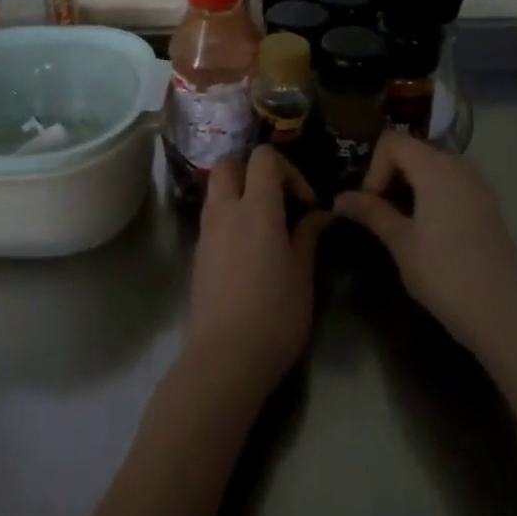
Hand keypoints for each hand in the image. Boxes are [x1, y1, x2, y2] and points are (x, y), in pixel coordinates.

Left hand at [185, 146, 325, 398]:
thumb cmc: (274, 314)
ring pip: (217, 190)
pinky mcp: (198, 254)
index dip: (289, 170)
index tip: (306, 202)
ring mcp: (206, 232)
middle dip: (254, 172)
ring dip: (240, 194)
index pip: (264, 158)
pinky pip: (213, 218)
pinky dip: (231, 218)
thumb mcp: (302, 274)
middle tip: (278, 200)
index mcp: (256, 208)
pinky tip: (250, 250)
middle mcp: (225, 211)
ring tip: (267, 226)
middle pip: (229, 164)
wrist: (224, 358)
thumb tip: (318, 215)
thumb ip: (308, 235)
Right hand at [335, 131, 516, 352]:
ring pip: (433, 168)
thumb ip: (371, 212)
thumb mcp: (400, 242)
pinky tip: (426, 230)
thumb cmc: (444, 273)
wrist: (503, 313)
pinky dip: (431, 195)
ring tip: (399, 222)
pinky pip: (451, 184)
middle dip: (389, 176)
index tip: (370, 204)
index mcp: (436, 167)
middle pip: (413, 151)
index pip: (392, 142)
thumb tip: (340, 198)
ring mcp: (478, 185)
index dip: (373, 168)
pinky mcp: (487, 205)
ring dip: (410, 186)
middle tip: (377, 213)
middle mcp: (459, 166)